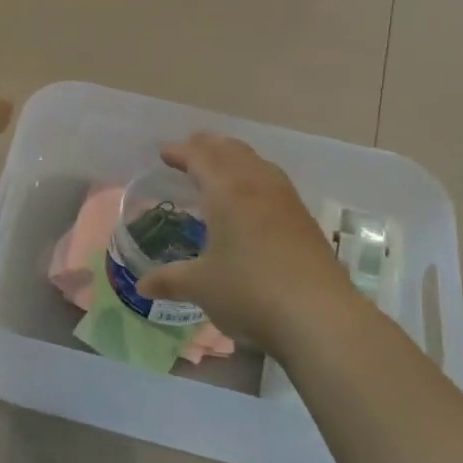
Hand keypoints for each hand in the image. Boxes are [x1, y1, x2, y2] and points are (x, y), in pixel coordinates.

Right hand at [136, 133, 366, 353]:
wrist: (320, 317)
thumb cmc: (250, 292)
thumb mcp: (201, 287)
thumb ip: (170, 280)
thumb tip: (143, 285)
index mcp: (227, 192)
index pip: (200, 157)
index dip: (181, 152)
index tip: (164, 152)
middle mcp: (257, 186)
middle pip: (231, 151)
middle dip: (209, 146)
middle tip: (191, 148)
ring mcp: (286, 201)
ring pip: (257, 163)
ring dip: (235, 156)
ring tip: (221, 165)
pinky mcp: (305, 220)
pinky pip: (273, 181)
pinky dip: (254, 175)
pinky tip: (253, 197)